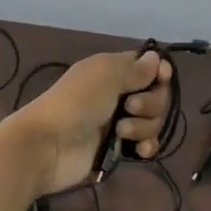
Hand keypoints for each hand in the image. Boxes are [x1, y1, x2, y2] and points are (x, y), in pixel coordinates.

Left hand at [0, 50, 174, 196]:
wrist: (48, 146)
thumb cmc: (76, 103)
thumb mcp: (106, 76)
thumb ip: (135, 69)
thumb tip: (156, 59)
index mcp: (112, 71)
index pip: (148, 67)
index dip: (159, 72)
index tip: (161, 79)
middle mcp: (118, 94)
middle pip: (156, 96)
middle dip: (151, 103)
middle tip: (130, 107)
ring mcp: (118, 123)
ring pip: (152, 122)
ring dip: (143, 127)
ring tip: (120, 132)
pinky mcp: (118, 149)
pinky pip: (145, 145)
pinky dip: (146, 147)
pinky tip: (138, 152)